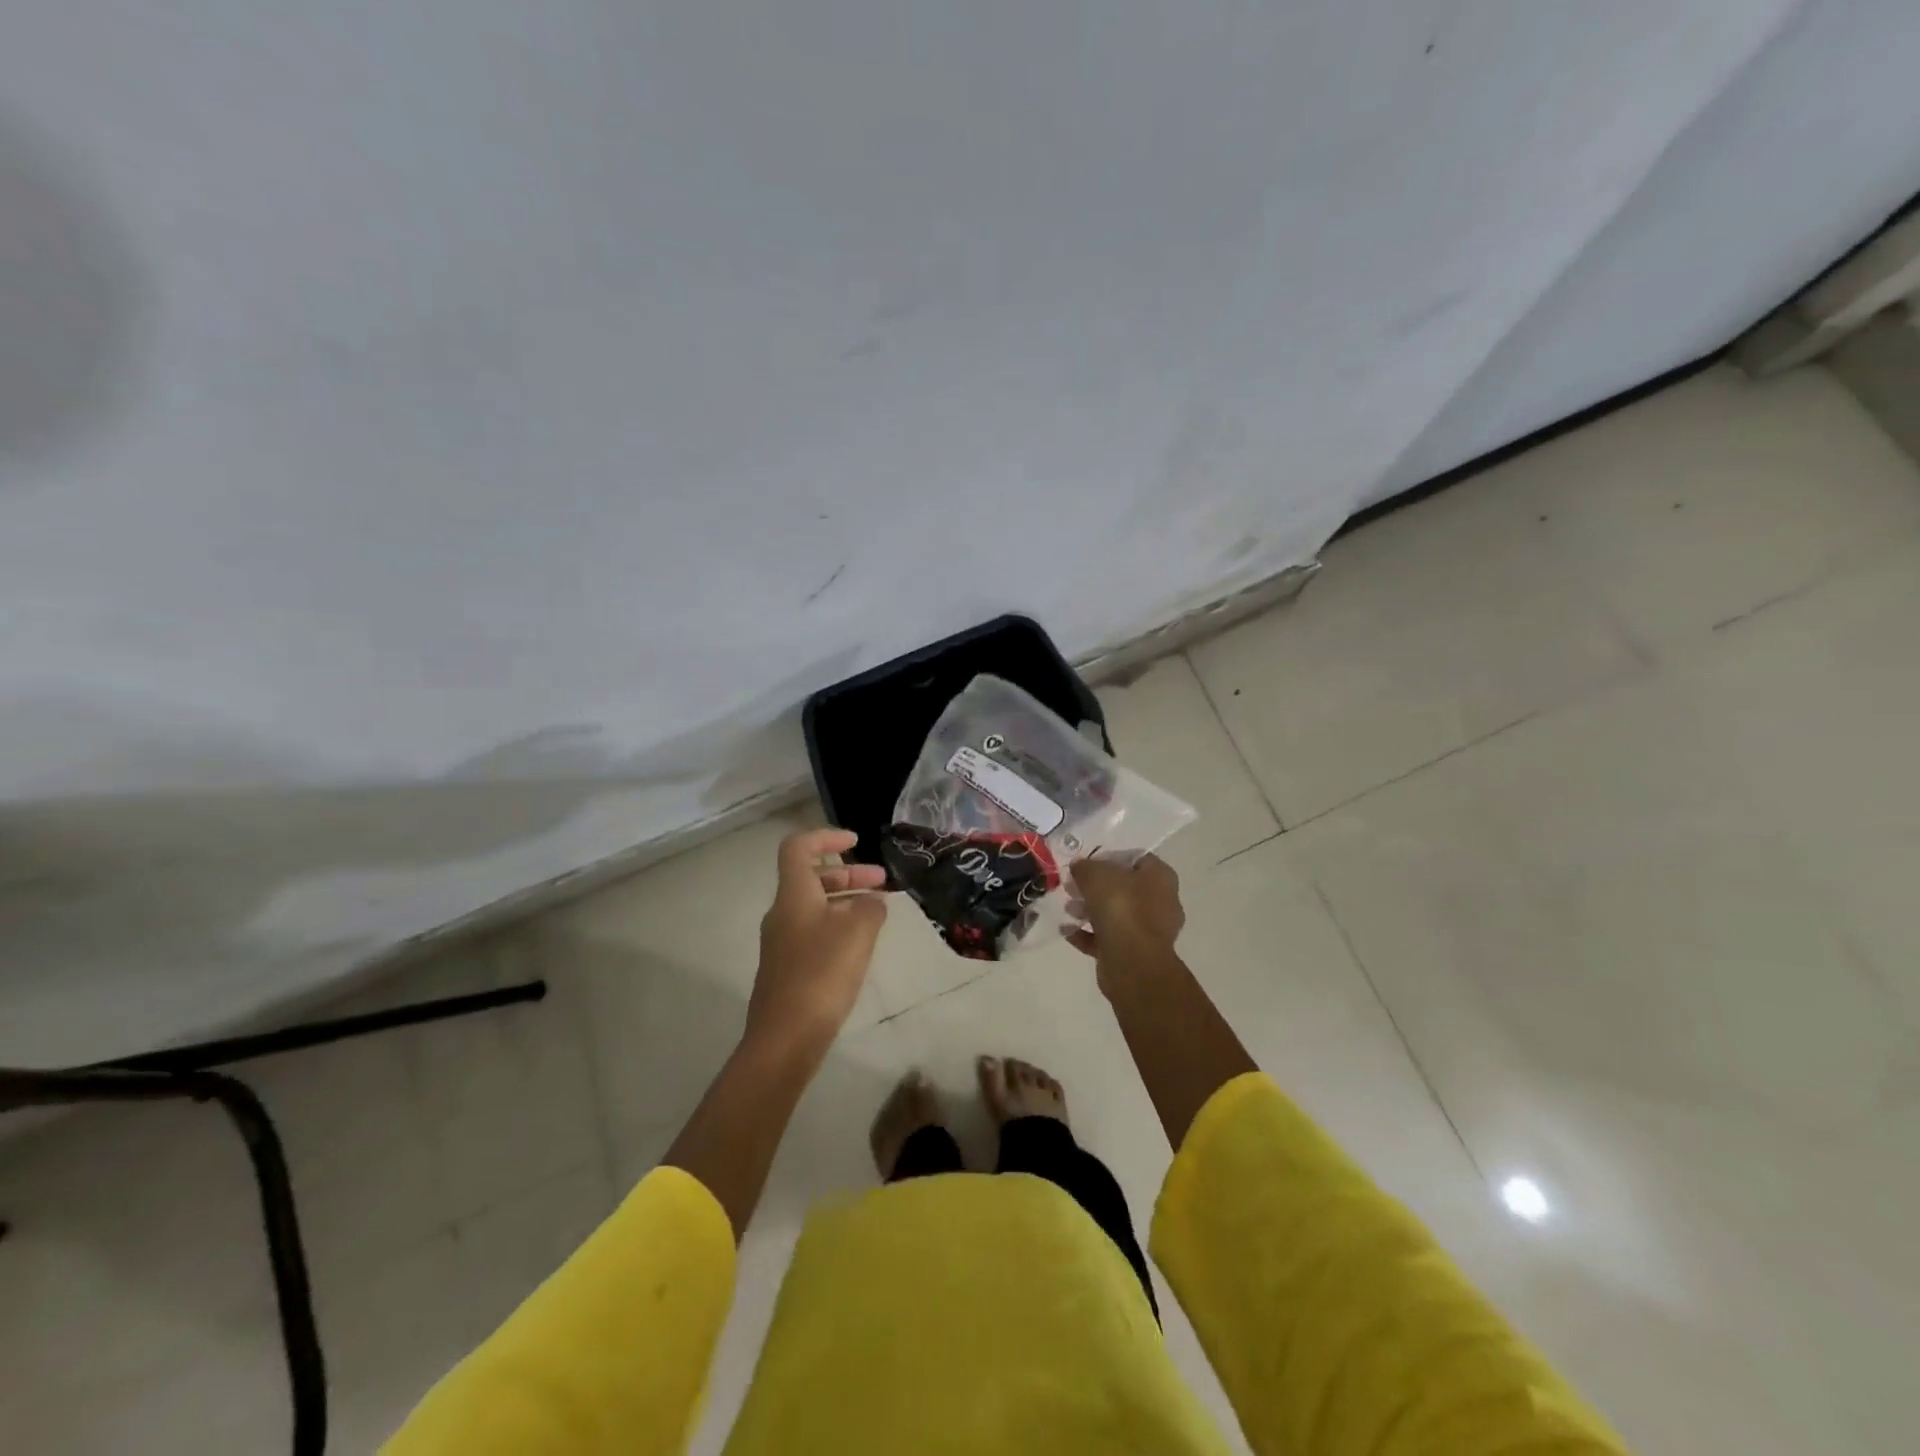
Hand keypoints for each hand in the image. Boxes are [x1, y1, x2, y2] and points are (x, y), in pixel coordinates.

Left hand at [747, 828, 888, 1051]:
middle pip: (811, 878)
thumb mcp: (858, 932)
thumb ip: (870, 908)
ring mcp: (782, 943)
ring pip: (815, 906)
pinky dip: (838, 926)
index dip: (826, 836)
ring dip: (846, 901)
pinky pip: (814, 932)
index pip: (799, 848)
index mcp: (793, 895)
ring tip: (878, 914)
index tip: (855, 840)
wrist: (785, 1038)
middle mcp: (782, 913)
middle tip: (882, 883)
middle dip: (849, 874)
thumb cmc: (821, 974)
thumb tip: (872, 902)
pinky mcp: (787, 969)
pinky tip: (860, 946)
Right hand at [1064, 854, 1184, 969]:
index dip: (1110, 857)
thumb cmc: (1121, 907)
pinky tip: (1068, 931)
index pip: (1136, 858)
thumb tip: (1079, 867)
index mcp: (1160, 877)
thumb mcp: (1096, 874)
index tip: (1086, 862)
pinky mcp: (1135, 953)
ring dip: (1090, 911)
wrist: (1132, 962)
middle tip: (1073, 886)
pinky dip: (1088, 934)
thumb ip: (1085, 866)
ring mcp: (1149, 930)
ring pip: (1116, 914)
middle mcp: (1161, 902)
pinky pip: (1108, 938)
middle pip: (1125, 888)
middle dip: (1097, 887)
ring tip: (1068, 909)